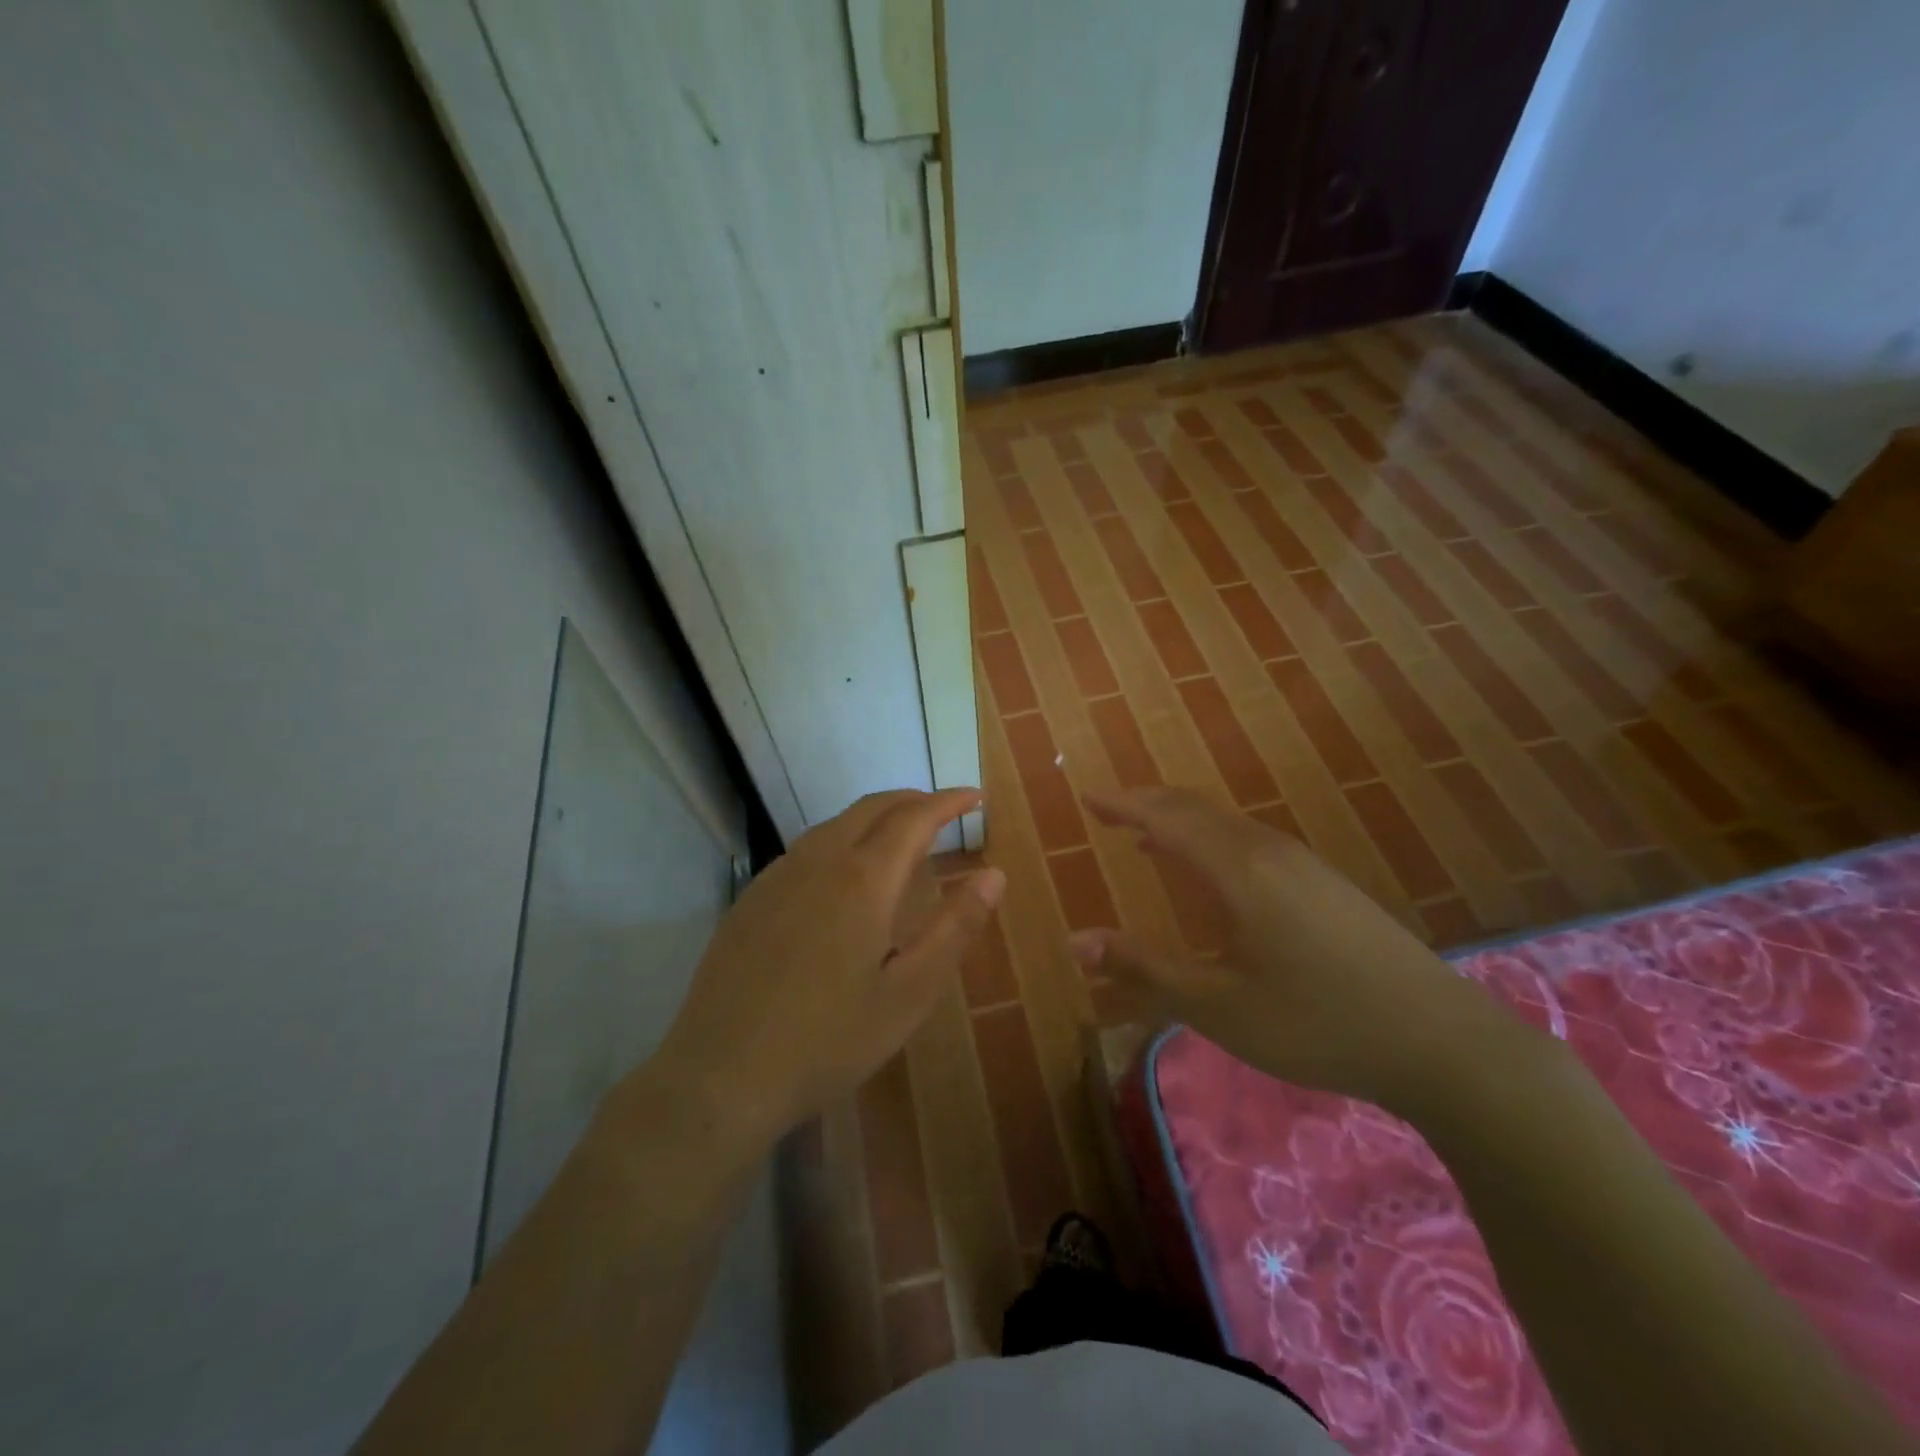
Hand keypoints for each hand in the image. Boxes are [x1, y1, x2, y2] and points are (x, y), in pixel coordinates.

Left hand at [649, 789, 1003, 1147]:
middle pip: (871, 808)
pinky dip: (841, 839)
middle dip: (913, 800)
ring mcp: (777, 876)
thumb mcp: (909, 993)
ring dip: (875, 817)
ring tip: (902, 837)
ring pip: (835, 824)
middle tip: (945, 811)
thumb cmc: (829, 1039)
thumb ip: (955, 928)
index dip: (948, 802)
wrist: (721, 1075)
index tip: (975, 796)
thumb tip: (994, 875)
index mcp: (862, 879)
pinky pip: (806, 848)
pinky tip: (844, 874)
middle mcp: (818, 861)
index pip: (914, 817)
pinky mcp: (751, 898)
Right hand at [1069, 786, 1508, 1110]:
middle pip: (1196, 810)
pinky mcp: (1326, 884)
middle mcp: (1269, 851)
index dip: (1123, 805)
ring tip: (1146, 836)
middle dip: (1147, 805)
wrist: (1443, 1042)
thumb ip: (1145, 969)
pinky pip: (1251, 842)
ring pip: (1227, 825)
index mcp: (1239, 870)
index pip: (1166, 819)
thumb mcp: (1219, 1006)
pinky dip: (1212, 840)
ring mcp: (1304, 864)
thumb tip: (1077, 942)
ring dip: (1181, 822)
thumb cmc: (1317, 1023)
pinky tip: (1213, 872)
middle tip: (1108, 809)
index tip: (1086, 796)